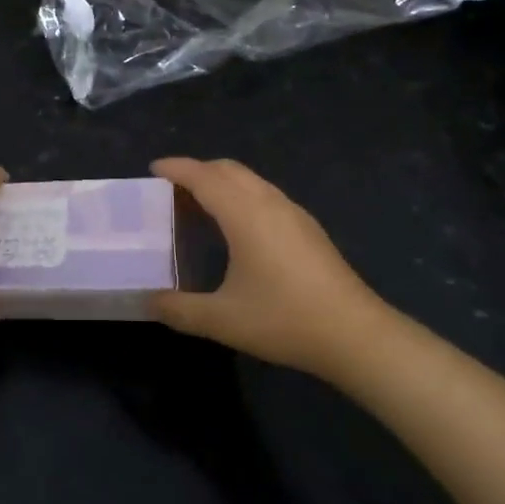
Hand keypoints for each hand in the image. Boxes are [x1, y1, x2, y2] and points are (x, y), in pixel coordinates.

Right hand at [150, 158, 393, 377]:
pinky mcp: (308, 229)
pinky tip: (237, 229)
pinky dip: (241, 197)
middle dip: (197, 171)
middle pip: (228, 169)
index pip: (204, 177)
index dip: (176, 168)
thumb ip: (179, 310)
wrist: (356, 335)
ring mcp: (294, 214)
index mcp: (245, 214)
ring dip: (221, 183)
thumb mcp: (222, 320)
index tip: (153, 169)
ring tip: (199, 206)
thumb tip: (148, 302)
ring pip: (250, 181)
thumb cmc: (284, 319)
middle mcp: (269, 203)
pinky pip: (265, 195)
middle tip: (171, 191)